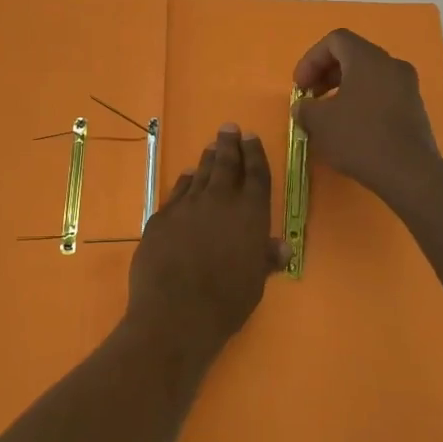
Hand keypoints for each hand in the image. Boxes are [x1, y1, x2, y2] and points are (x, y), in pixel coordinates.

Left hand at [127, 125, 286, 354]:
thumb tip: (281, 246)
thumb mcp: (255, 283)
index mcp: (249, 215)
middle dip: (229, 145)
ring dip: (207, 160)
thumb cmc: (226, 303)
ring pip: (200, 174)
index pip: (256, 175)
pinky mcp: (161, 217)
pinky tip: (187, 177)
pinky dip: (185, 182)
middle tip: (229, 128)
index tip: (251, 138)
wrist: (175, 312)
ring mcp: (187, 207)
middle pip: (226, 165)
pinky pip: (177, 192)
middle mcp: (219, 202)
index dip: (255, 154)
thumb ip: (265, 258)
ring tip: (212, 148)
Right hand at [292, 29, 442, 205]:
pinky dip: (361, 101)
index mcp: (368, 59)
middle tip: (310, 98)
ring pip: (368, 75)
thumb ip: (305, 107)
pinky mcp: (414, 108)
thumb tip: (304, 106)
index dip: (311, 59)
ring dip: (342, 88)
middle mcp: (391, 65)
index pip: (335, 40)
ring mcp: (407, 86)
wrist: (409, 173)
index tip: (300, 86)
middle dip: (325, 73)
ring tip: (327, 115)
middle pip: (352, 55)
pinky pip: (381, 93)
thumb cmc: (359, 138)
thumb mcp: (319, 122)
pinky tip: (350, 127)